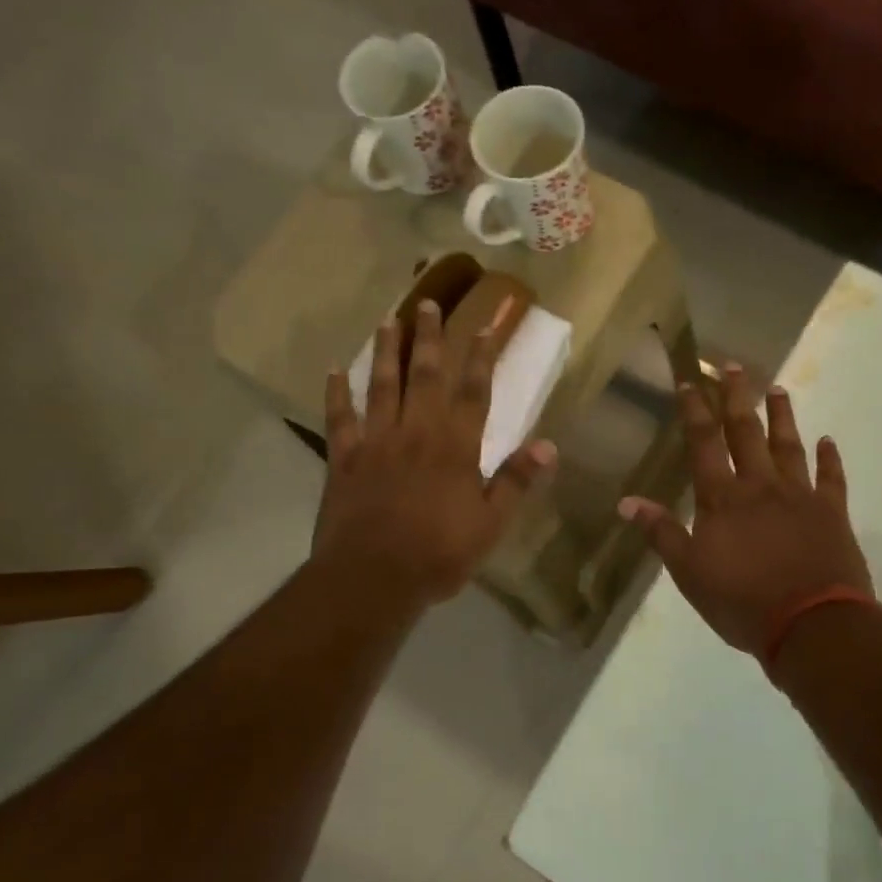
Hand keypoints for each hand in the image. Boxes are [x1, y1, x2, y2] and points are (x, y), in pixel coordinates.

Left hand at [315, 297, 556, 606]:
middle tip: (427, 303)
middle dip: (429, 338)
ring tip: (387, 320)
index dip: (482, 356)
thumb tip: (548, 446)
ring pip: (382, 386)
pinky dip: (337, 393)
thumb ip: (515, 482)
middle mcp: (416, 432)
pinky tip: (333, 370)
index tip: (486, 323)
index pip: (474, 391)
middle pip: (425, 375)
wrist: (373, 577)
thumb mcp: (490, 525)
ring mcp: (376, 442)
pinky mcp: (344, 459)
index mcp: (455, 447)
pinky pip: (339, 418)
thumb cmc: (438, 554)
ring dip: (386, 352)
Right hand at [619, 367, 870, 657]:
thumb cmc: (742, 601)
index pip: (704, 444)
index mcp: (722, 499)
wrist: (812, 624)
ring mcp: (800, 496)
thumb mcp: (689, 573)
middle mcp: (761, 486)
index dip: (695, 411)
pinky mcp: (832, 513)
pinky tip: (828, 442)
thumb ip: (662, 533)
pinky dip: (829, 459)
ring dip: (782, 417)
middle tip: (735, 365)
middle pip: (747, 432)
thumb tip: (627, 502)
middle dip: (737, 397)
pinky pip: (831, 479)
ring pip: (789, 446)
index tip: (690, 381)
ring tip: (779, 389)